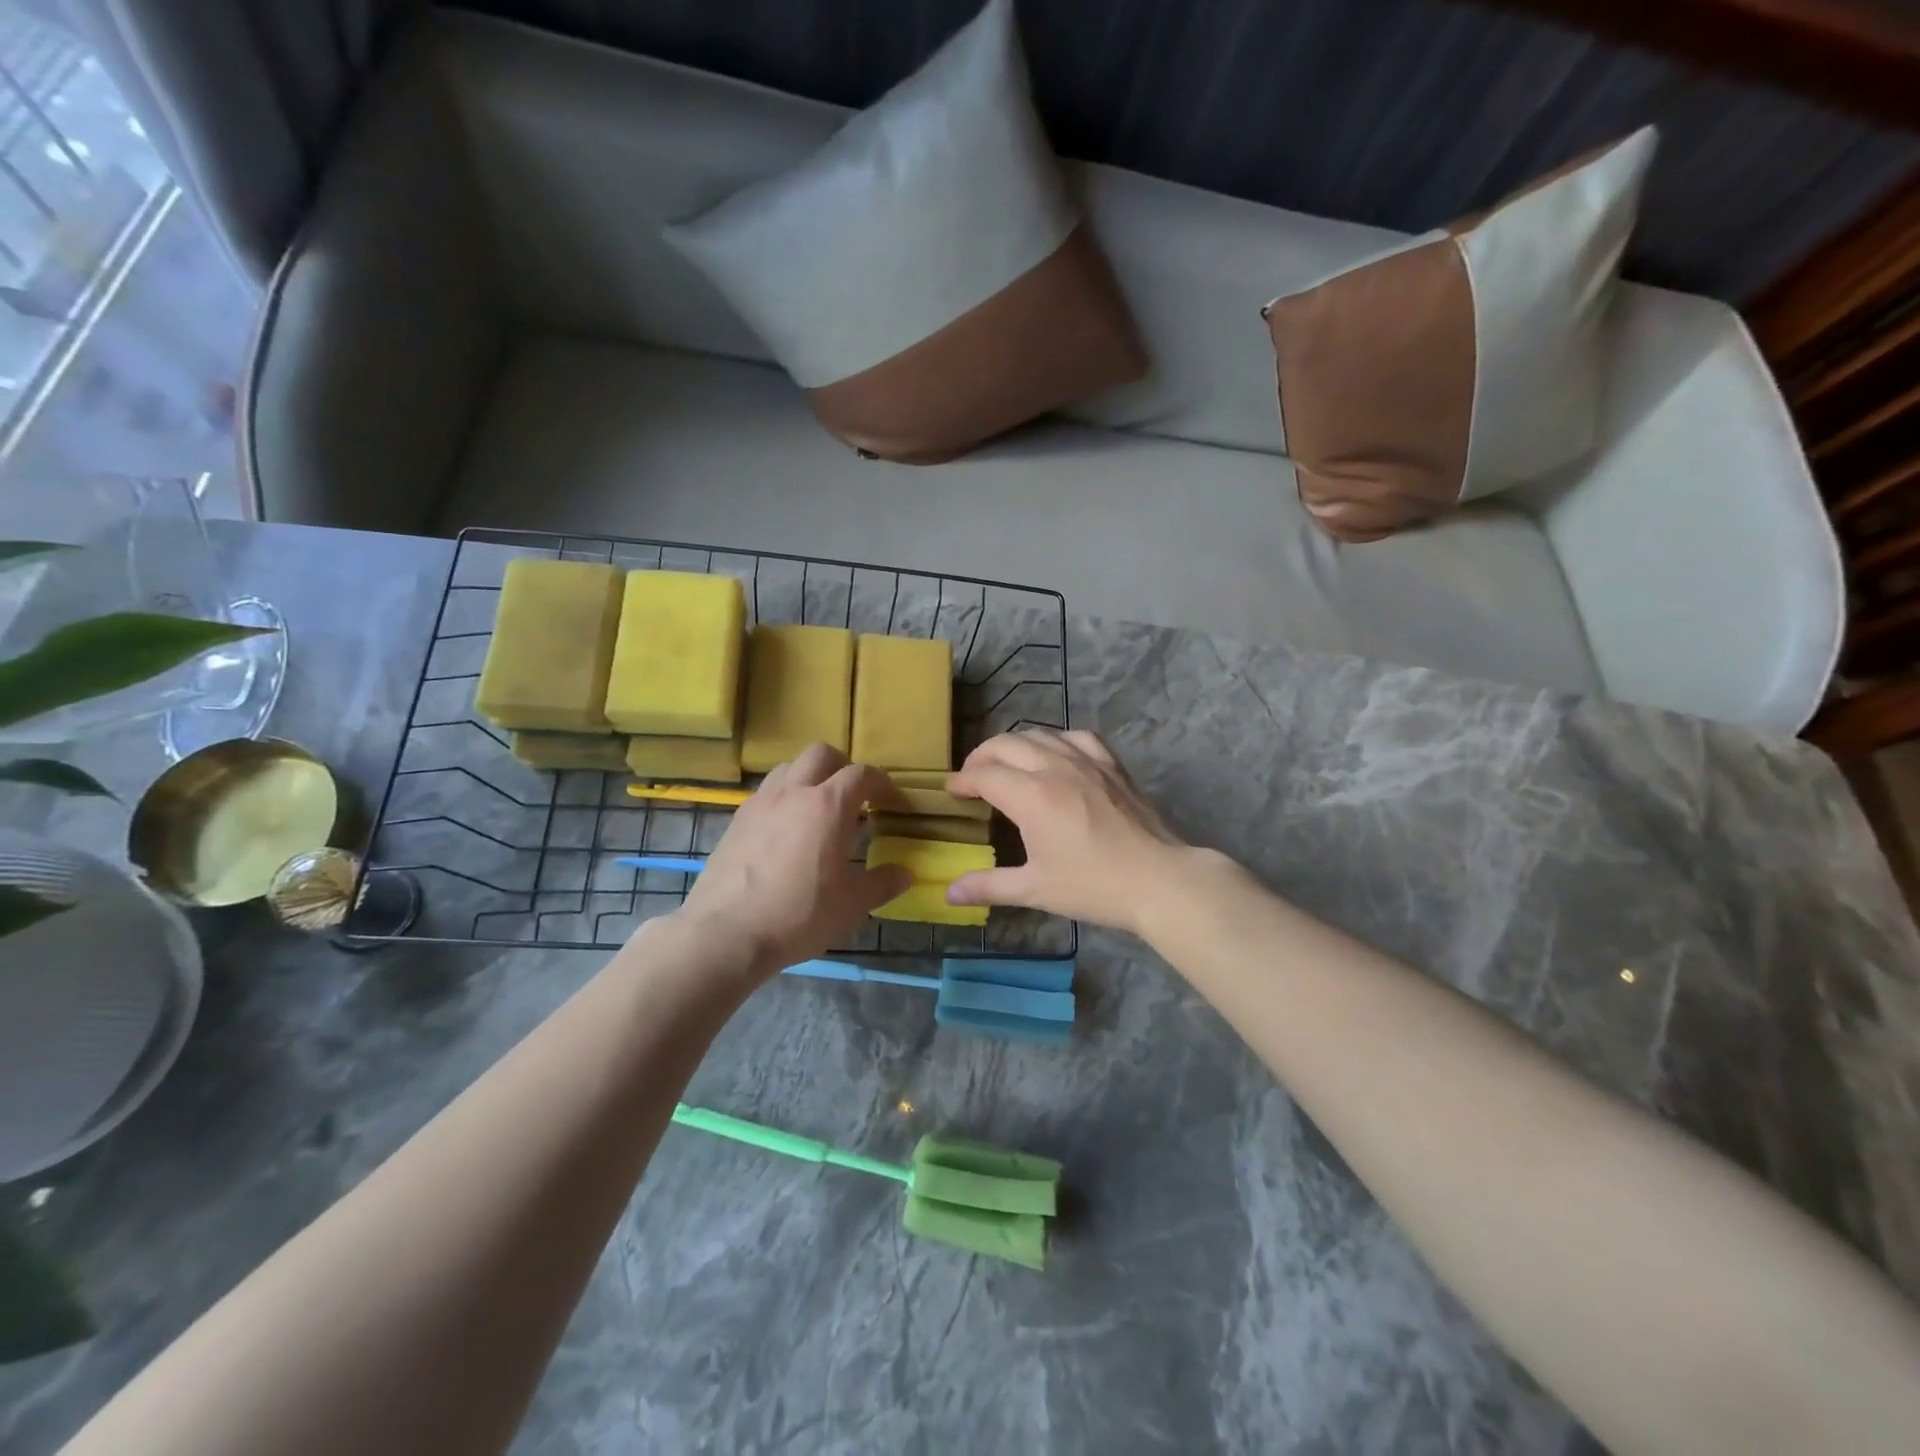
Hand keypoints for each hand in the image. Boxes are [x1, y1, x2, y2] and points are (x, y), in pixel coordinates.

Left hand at [677, 744, 911, 978]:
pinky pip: (765, 794)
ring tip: (817, 808)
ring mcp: (760, 803)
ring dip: (808, 777)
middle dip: (842, 766)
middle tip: (853, 795)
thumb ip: (881, 884)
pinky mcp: (736, 821)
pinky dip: (782, 799)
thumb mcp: (852, 905)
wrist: (726, 933)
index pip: (861, 774)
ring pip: (788, 768)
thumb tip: (904, 874)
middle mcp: (794, 792)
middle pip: (821, 753)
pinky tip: (785, 832)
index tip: (889, 799)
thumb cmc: (800, 915)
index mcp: (828, 805)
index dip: (880, 782)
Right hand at [946, 729, 1191, 936]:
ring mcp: (1086, 760)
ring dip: (1014, 745)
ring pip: (1039, 734)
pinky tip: (1055, 755)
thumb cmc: (1094, 886)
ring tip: (1006, 764)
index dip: (962, 781)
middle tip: (973, 778)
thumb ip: (989, 885)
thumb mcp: (1035, 889)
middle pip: (1006, 744)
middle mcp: (1054, 767)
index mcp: (1031, 796)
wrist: (1159, 879)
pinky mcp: (1111, 764)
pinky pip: (1076, 737)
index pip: (984, 775)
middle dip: (981, 757)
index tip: (952, 792)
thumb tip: (949, 893)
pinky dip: (1056, 740)